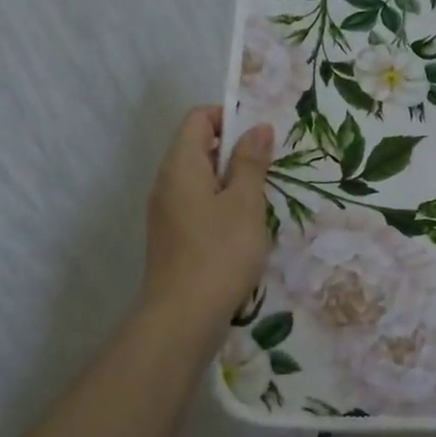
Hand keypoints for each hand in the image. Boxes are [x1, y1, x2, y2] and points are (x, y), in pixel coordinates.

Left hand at [140, 107, 273, 326]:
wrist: (182, 318)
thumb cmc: (220, 253)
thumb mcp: (245, 203)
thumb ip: (251, 162)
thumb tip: (257, 127)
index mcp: (181, 166)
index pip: (198, 118)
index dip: (229, 118)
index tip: (260, 138)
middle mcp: (166, 183)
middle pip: (198, 147)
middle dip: (235, 152)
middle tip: (269, 171)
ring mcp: (166, 212)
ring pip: (200, 180)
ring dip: (231, 183)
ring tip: (261, 203)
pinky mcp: (172, 237)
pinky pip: (197, 205)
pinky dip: (221, 206)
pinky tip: (243, 231)